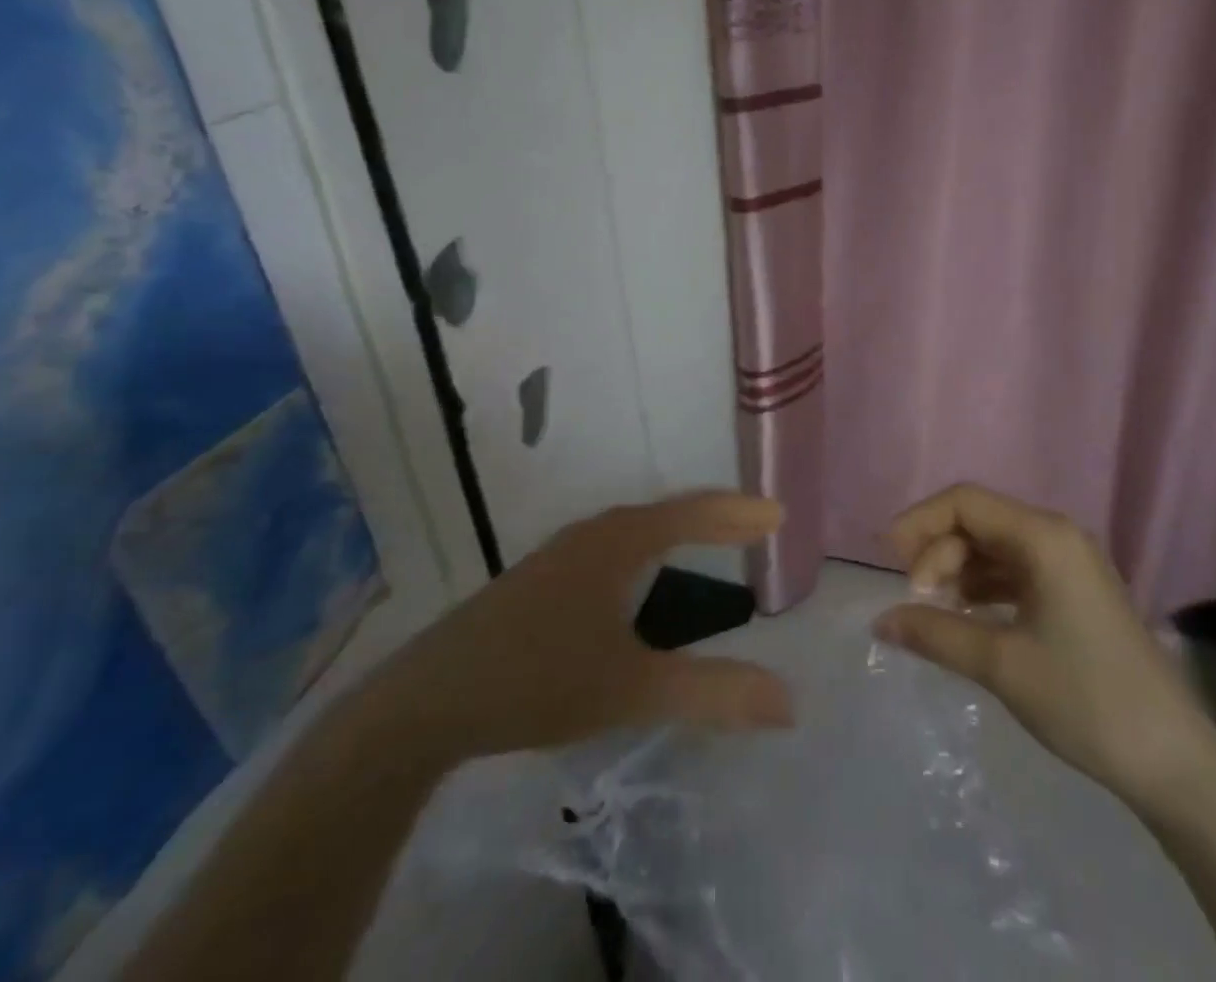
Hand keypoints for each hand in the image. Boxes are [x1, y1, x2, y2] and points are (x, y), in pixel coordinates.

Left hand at [361, 493, 792, 766]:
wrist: (427, 701)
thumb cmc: (538, 680)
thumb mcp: (632, 690)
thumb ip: (711, 693)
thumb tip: (788, 702)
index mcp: (618, 543)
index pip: (692, 514)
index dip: (737, 514)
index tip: (778, 514)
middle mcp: (591, 535)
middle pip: (664, 513)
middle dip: (711, 516)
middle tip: (752, 525)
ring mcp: (559, 556)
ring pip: (632, 530)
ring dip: (675, 530)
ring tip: (707, 539)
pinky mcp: (538, 582)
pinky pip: (610, 549)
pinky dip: (644, 551)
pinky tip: (637, 581)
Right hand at [877, 484, 1215, 805]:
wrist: (1173, 761)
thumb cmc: (1086, 699)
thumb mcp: (1002, 664)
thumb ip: (935, 634)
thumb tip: (881, 622)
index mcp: (1044, 537)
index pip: (966, 502)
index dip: (920, 522)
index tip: (889, 560)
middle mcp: (1057, 536)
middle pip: (979, 520)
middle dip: (939, 551)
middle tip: (917, 599)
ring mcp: (1070, 564)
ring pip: (995, 545)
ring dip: (959, 569)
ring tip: (936, 609)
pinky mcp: (1075, 591)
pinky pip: (1016, 570)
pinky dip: (985, 585)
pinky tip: (968, 615)